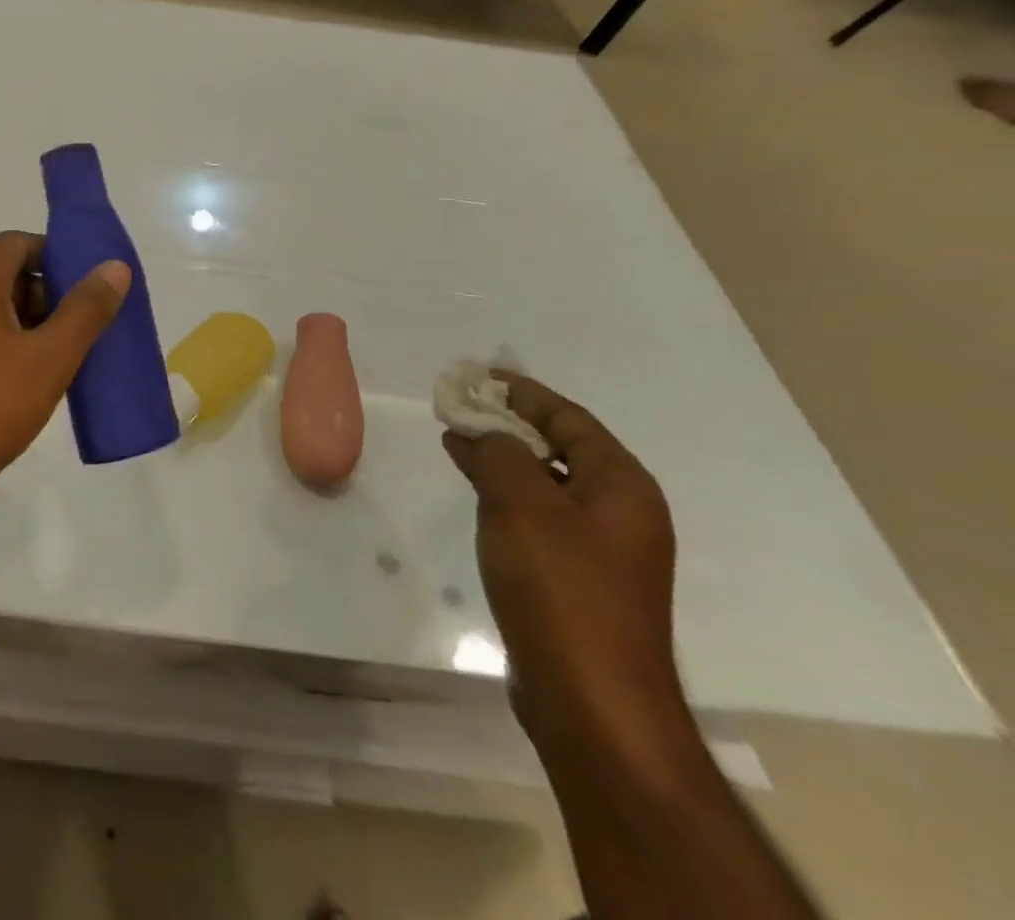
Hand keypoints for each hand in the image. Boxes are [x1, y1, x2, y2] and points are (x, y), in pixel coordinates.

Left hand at [0, 231, 130, 519]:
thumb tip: (114, 267)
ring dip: (22, 325)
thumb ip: (85, 310)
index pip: (20, 242)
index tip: (89, 291)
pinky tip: (17, 385)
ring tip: (56, 362)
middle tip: (79, 332)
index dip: (59, 259)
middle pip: (2, 273)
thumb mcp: (49, 359)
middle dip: (45, 296)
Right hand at [442, 373, 693, 773]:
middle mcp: (620, 511)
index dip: (522, 392)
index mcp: (621, 485)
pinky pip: (539, 515)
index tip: (478, 376)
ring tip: (456, 440)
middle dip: (509, 423)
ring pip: (546, 482)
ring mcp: (602, 550)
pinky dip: (505, 493)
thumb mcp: (520, 502)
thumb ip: (498, 452)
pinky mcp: (578, 579)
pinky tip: (474, 491)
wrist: (591, 701)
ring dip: (503, 457)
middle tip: (459, 405)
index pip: (568, 418)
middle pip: (560, 447)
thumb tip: (483, 433)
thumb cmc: (561, 588)